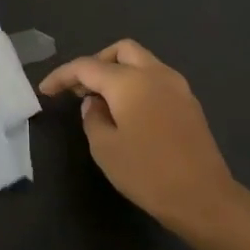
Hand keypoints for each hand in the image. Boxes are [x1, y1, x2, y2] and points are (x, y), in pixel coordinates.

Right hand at [38, 40, 246, 234]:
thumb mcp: (105, 149)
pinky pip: (157, 79)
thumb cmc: (148, 173)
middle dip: (96, 63)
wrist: (204, 198)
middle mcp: (155, 73)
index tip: (46, 90)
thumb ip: (93, 118)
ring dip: (119, 72)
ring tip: (103, 101)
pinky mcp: (189, 102)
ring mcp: (177, 86)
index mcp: (130, 81)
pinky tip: (129, 111)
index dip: (62, 76)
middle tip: (81, 89)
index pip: (87, 67)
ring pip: (142, 61)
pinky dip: (138, 84)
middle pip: (120, 51)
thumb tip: (95, 103)